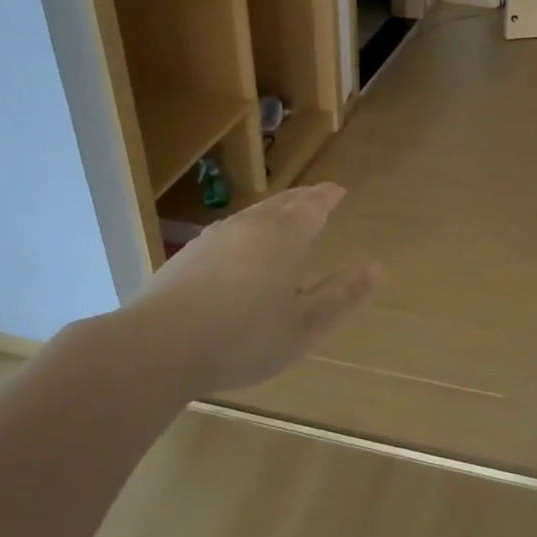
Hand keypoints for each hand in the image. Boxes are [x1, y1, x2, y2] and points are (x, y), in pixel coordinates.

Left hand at [120, 183, 380, 395]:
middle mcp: (249, 227)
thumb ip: (342, 296)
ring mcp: (213, 239)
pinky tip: (238, 247)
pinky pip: (227, 232)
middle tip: (316, 195)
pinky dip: (245, 230)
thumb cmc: (244, 338)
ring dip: (272, 211)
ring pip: (250, 215)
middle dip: (302, 198)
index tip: (338, 190)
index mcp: (283, 238)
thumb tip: (377, 268)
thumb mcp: (305, 326)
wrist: (158, 347)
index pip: (312, 206)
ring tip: (282, 216)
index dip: (327, 197)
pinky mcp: (186, 256)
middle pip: (281, 203)